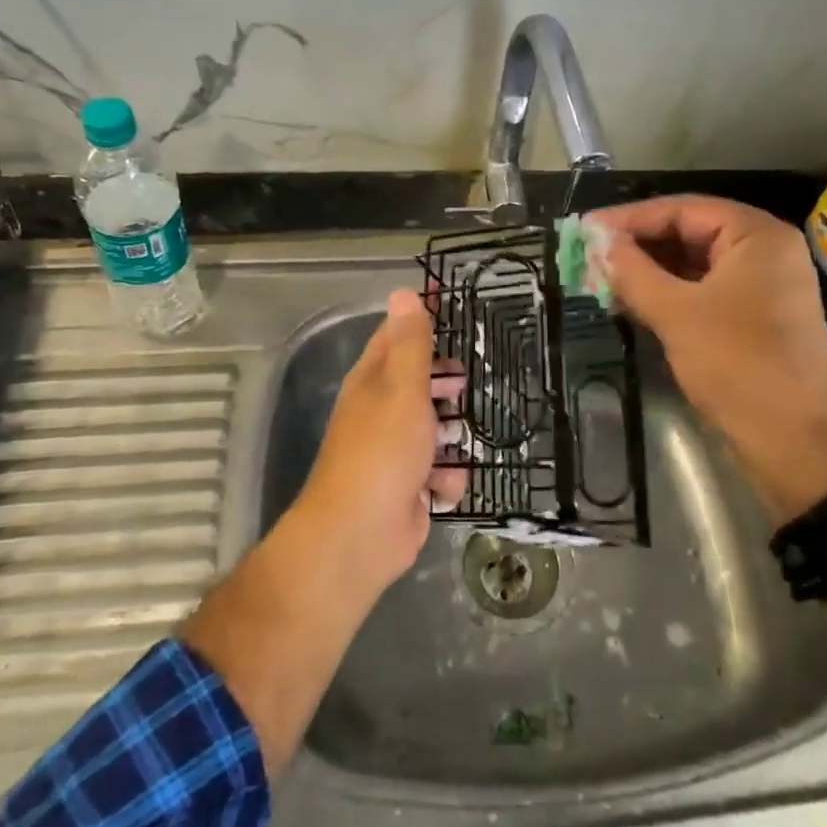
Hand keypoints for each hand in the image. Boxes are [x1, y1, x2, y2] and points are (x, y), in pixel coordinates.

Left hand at [290, 290, 465, 591]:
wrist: (360, 535)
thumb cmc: (383, 451)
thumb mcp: (403, 389)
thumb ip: (411, 344)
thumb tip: (403, 292)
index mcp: (373, 381)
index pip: (397, 335)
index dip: (421, 318)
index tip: (449, 303)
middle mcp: (381, 411)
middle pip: (421, 383)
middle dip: (446, 385)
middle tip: (466, 383)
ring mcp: (395, 451)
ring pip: (436, 428)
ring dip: (452, 436)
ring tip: (459, 439)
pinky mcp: (410, 486)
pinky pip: (440, 471)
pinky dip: (445, 478)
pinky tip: (442, 485)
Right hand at [593, 196, 826, 522]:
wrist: (795, 443)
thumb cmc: (737, 365)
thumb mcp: (677, 314)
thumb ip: (634, 272)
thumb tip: (598, 244)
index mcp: (757, 235)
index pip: (683, 209)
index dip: (630, 218)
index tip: (586, 228)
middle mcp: (764, 251)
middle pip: (689, 232)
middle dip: (638, 245)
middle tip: (590, 255)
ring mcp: (763, 286)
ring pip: (694, 264)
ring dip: (649, 271)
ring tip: (601, 279)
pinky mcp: (755, 317)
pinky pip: (704, 291)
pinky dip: (668, 293)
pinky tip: (631, 302)